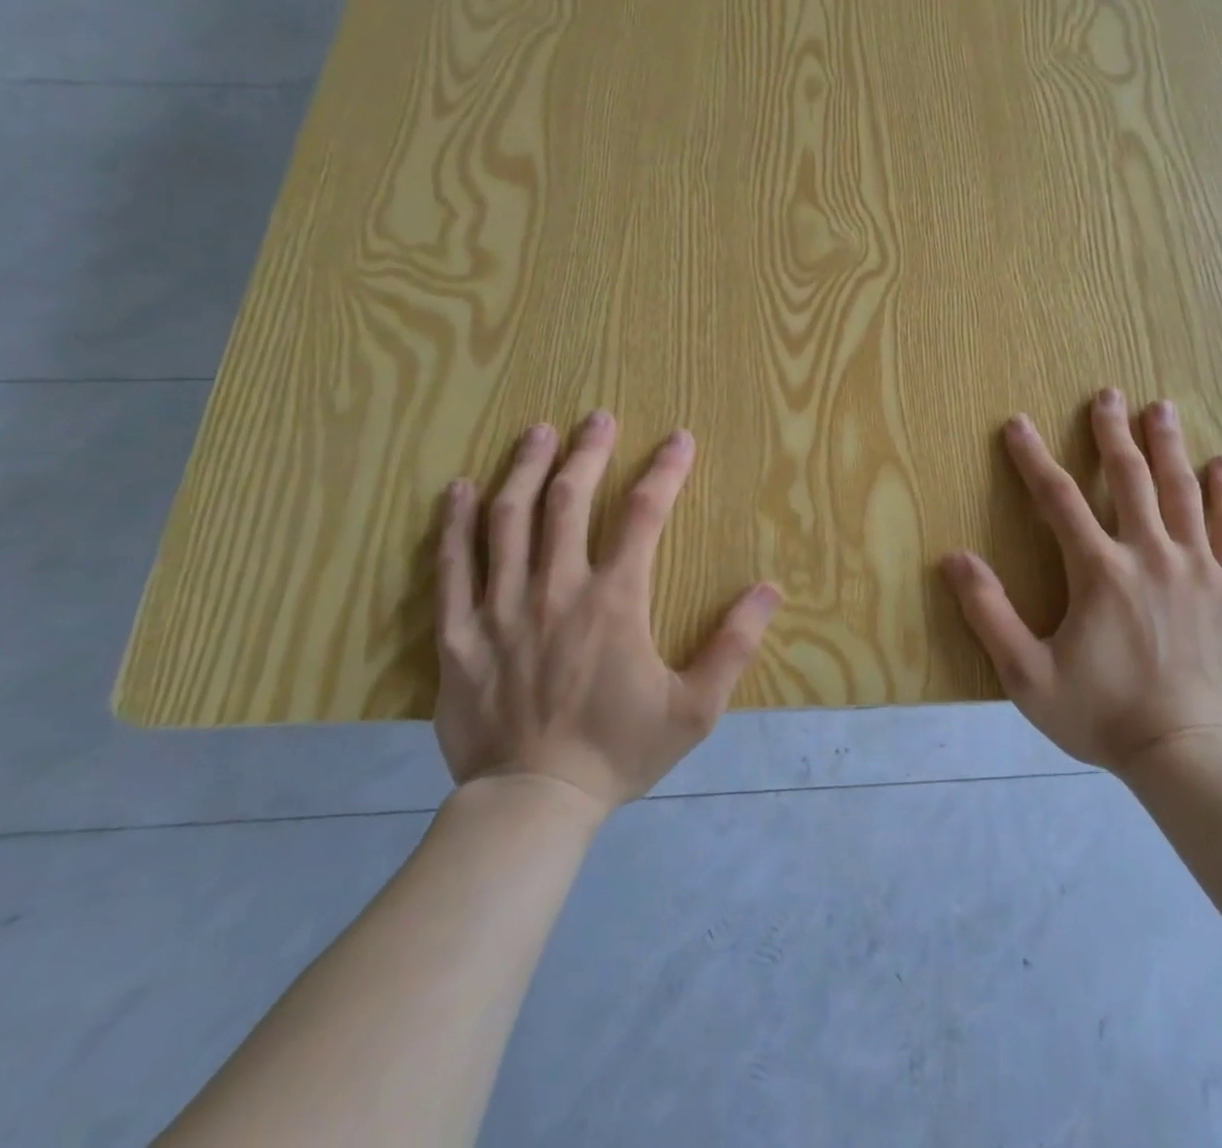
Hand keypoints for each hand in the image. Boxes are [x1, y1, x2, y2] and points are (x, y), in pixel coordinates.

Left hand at [434, 411, 781, 810]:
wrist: (534, 803)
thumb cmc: (619, 752)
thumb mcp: (696, 709)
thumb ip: (734, 645)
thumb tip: (770, 588)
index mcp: (615, 601)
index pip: (644, 515)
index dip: (665, 471)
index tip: (679, 439)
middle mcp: (556, 589)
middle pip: (569, 501)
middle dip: (587, 452)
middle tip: (597, 417)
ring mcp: (500, 607)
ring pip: (509, 519)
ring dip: (525, 469)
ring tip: (536, 432)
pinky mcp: (458, 633)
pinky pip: (451, 566)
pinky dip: (453, 523)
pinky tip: (458, 490)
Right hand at [940, 388, 1221, 773]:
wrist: (1190, 755)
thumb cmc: (1102, 714)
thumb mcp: (1027, 674)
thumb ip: (989, 613)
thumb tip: (953, 559)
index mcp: (1099, 571)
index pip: (1058, 498)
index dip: (1033, 458)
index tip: (1017, 423)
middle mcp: (1150, 555)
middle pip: (1129, 479)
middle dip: (1113, 433)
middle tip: (1108, 394)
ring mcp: (1198, 569)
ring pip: (1181, 492)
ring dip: (1168, 446)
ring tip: (1161, 407)